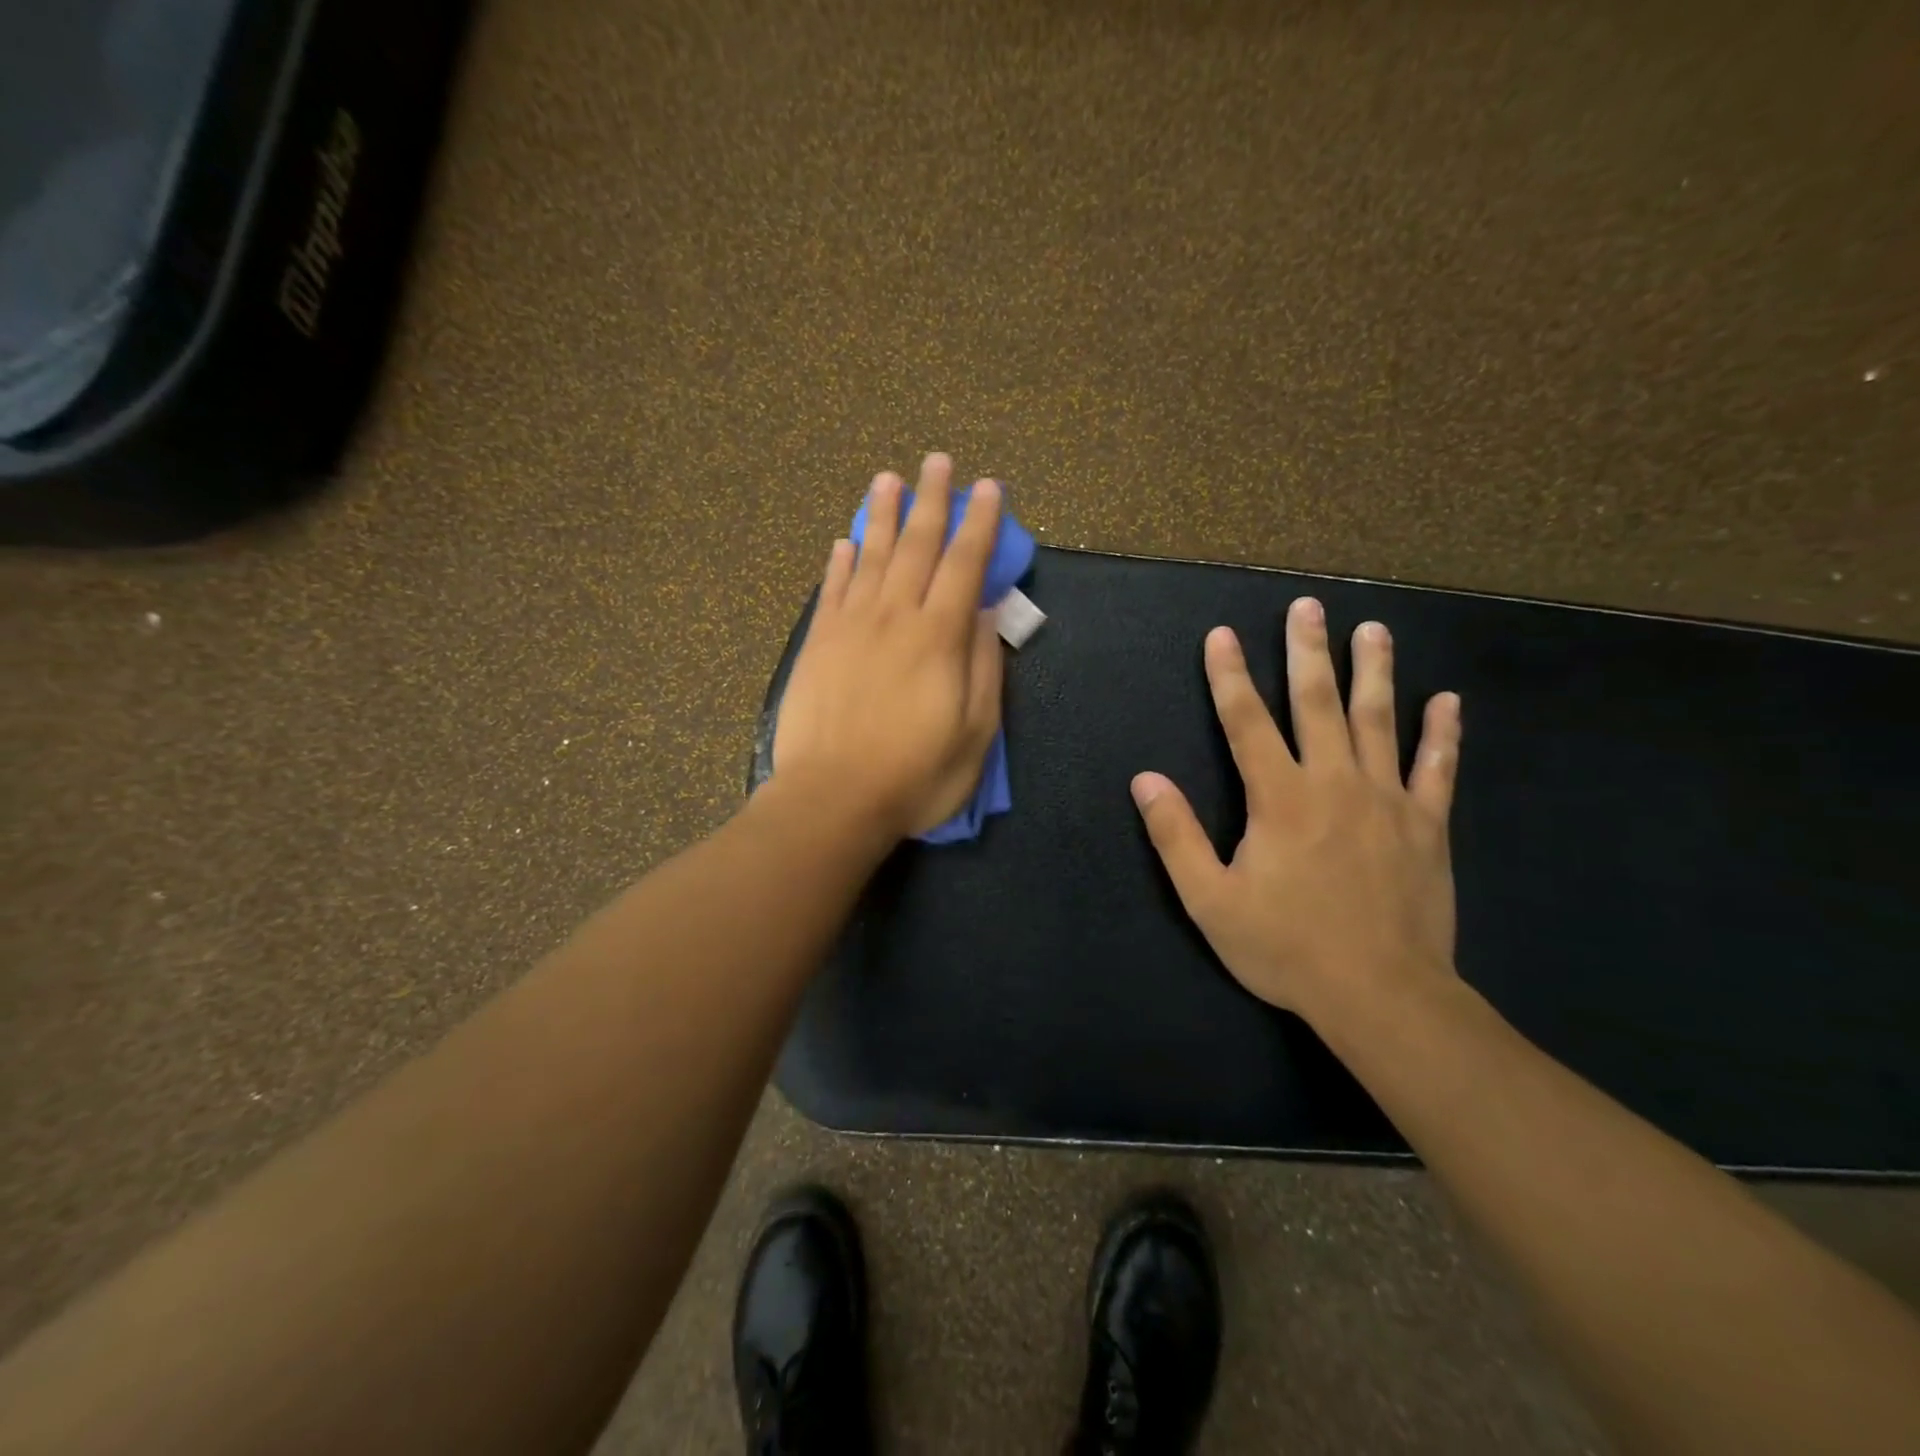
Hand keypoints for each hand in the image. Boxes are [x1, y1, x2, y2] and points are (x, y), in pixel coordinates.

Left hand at [773, 453, 1004, 839]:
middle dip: (932, 499)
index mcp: (939, 637)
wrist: (832, 799)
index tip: (989, 488)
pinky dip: (841, 561)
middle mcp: (894, 617)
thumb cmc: (914, 775)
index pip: (964, 565)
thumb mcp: (975, 733)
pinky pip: (832, 590)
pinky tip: (846, 540)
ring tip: (889, 478)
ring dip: (883, 515)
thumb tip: (986, 614)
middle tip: (938, 461)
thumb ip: (984, 668)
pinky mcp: (818, 644)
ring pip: (872, 557)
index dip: (980, 524)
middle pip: (917, 545)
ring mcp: (850, 627)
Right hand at [1131, 597, 1462, 1026]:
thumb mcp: (1210, 900)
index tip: (1221, 635)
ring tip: (1372, 629)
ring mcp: (1387, 800)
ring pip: (1379, 721)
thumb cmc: (1286, 947)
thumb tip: (1146, 780)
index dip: (1229, 676)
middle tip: (1307, 607)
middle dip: (1307, 652)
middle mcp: (1334, 783)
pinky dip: (1442, 733)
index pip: (1246, 722)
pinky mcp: (1427, 826)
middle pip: (1317, 703)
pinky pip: (1438, 769)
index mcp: (1279, 798)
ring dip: (1374, 671)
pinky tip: (1447, 701)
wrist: (1381, 995)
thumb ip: (1177, 836)